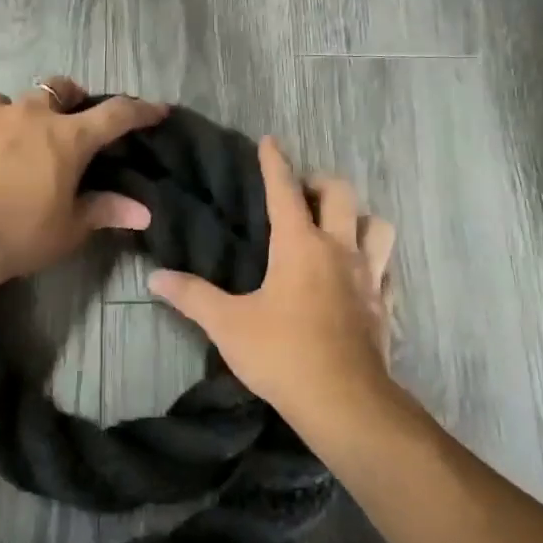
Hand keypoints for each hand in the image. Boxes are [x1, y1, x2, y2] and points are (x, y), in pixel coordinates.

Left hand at [0, 77, 167, 290]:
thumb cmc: (15, 237)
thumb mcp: (66, 230)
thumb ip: (104, 211)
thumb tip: (143, 211)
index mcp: (67, 138)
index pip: (116, 115)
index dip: (140, 111)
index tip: (156, 110)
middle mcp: (30, 114)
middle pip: (60, 89)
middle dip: (72, 99)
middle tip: (71, 124)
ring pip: (13, 101)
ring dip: (22, 116)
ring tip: (16, 144)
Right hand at [149, 137, 396, 426]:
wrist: (344, 401)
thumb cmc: (282, 354)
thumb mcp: (228, 325)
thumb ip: (192, 297)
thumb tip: (155, 277)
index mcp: (300, 245)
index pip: (284, 191)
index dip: (274, 163)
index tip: (270, 141)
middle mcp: (339, 249)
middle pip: (340, 194)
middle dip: (320, 182)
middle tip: (302, 192)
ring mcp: (369, 276)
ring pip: (376, 225)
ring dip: (358, 217)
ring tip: (338, 228)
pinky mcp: (384, 304)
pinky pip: (387, 268)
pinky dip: (375, 261)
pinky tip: (361, 275)